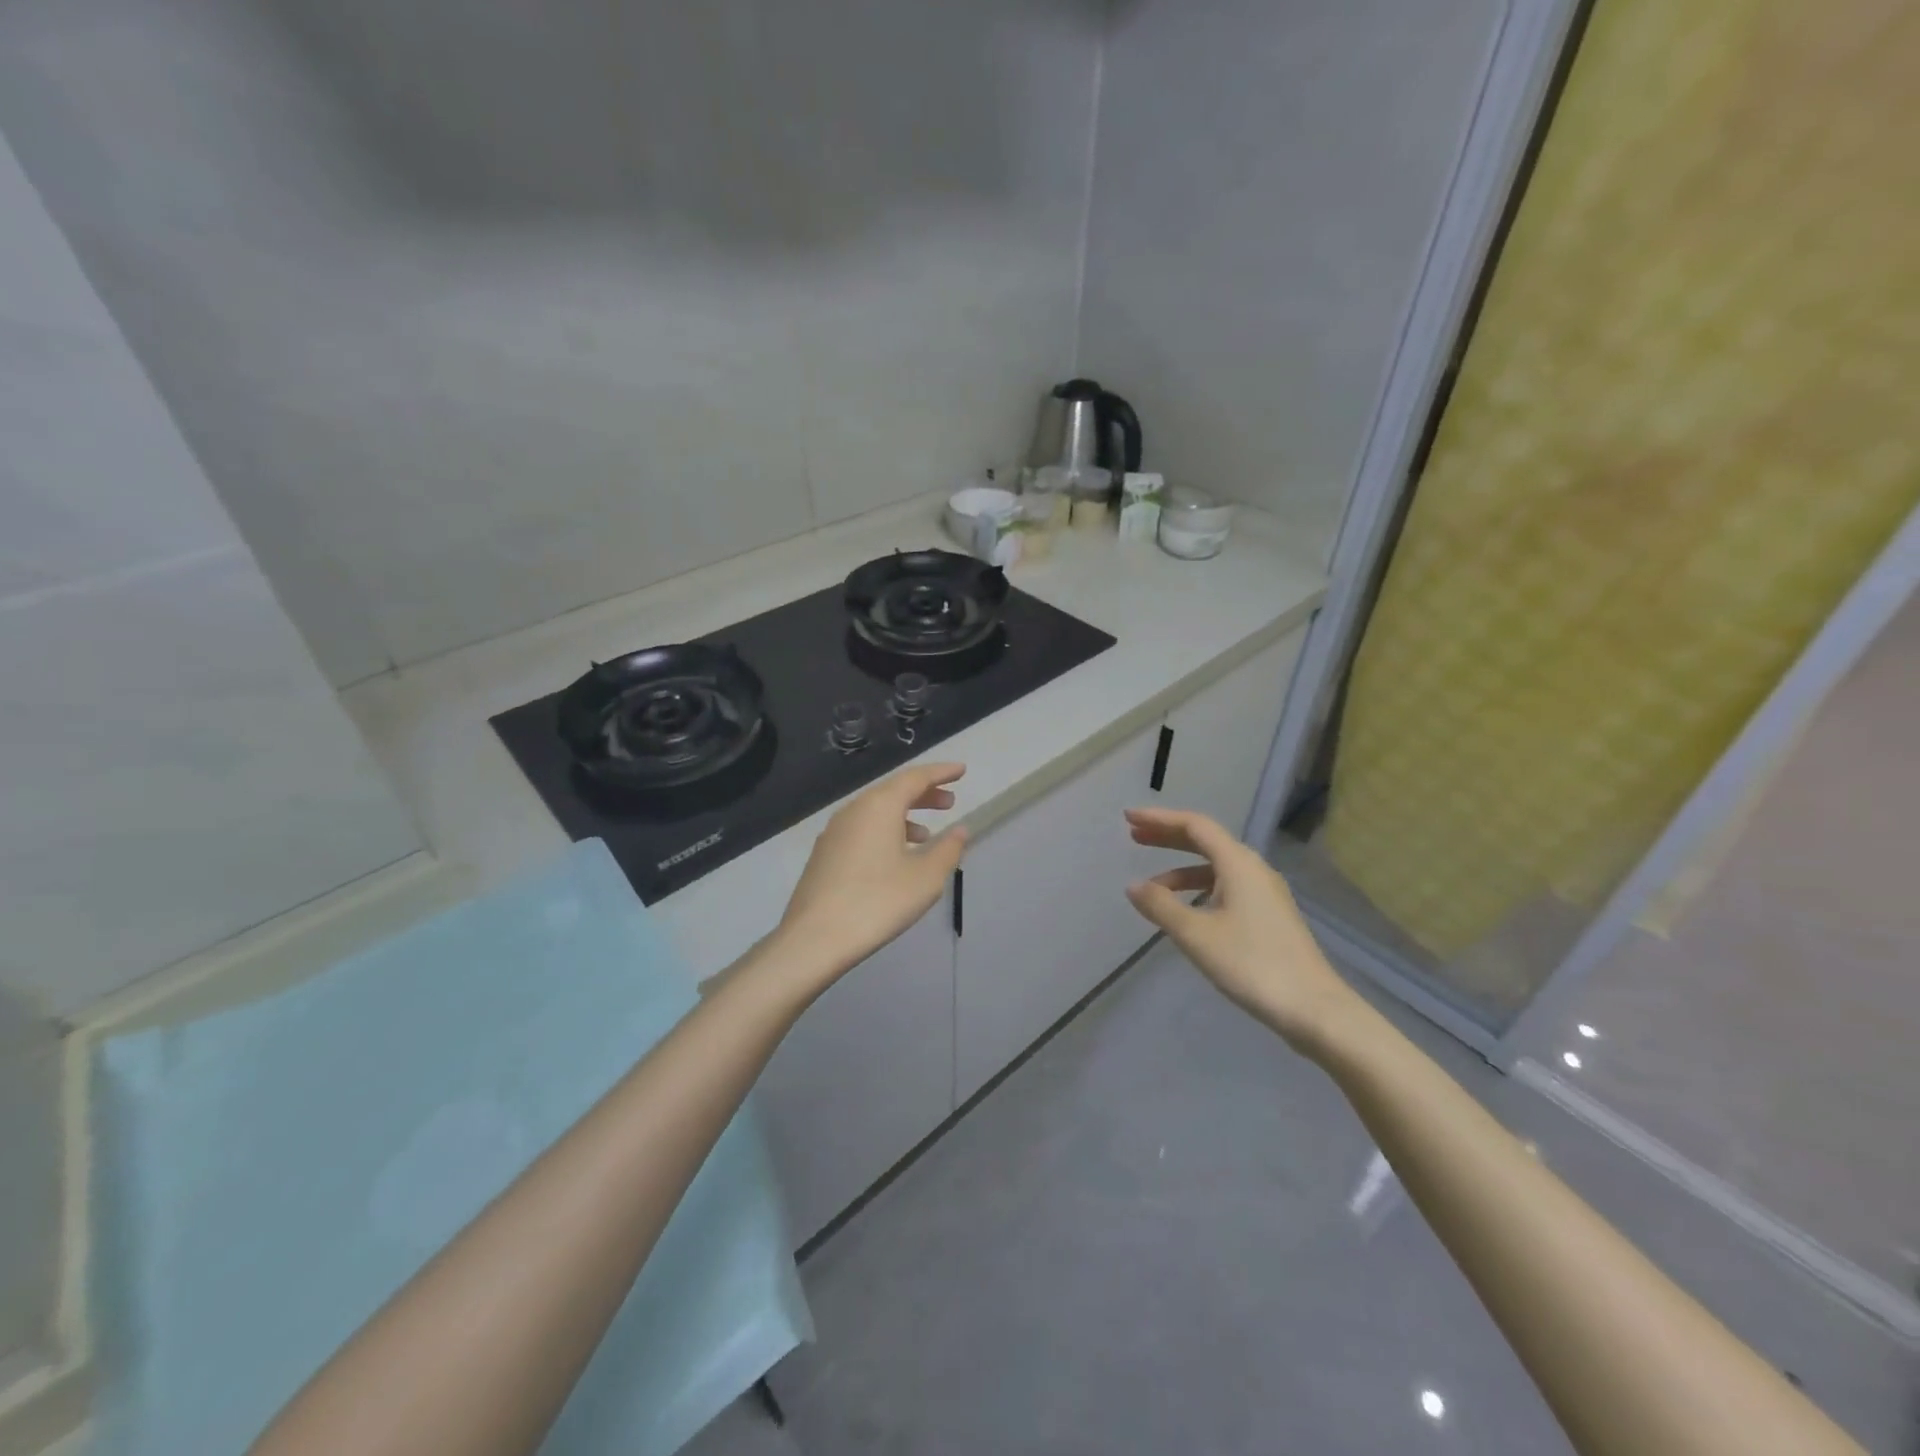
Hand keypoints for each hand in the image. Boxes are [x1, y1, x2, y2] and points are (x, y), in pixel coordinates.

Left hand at [773, 763, 968, 989]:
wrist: (814, 938)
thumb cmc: (878, 902)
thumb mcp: (925, 878)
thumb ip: (948, 849)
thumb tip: (960, 830)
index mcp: (880, 806)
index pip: (915, 777)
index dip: (941, 773)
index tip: (961, 770)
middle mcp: (854, 809)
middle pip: (893, 791)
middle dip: (924, 793)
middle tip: (950, 802)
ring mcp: (834, 831)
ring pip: (876, 811)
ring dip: (904, 815)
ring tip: (927, 834)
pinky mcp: (824, 854)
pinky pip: (862, 829)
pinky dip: (885, 831)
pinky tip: (895, 857)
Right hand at [1123, 807, 1362, 1055]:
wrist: (1314, 1009)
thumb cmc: (1252, 964)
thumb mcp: (1196, 935)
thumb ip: (1160, 906)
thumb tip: (1133, 886)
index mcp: (1238, 864)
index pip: (1194, 825)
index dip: (1159, 819)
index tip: (1128, 817)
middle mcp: (1253, 869)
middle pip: (1206, 841)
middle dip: (1168, 837)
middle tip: (1134, 837)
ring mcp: (1265, 893)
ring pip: (1216, 867)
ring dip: (1181, 869)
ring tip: (1152, 888)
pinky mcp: (1269, 915)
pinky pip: (1226, 887)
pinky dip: (1199, 889)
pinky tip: (1186, 912)